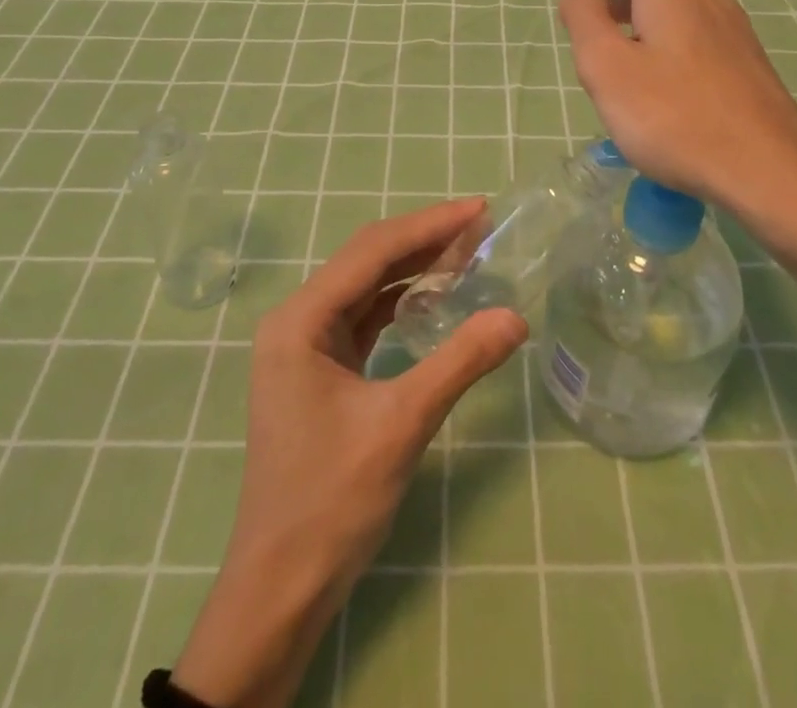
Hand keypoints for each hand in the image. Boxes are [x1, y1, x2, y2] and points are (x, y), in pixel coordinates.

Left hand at [173, 198, 527, 707]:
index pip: (373, 251)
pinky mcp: (319, 369)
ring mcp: (305, 345)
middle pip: (368, 260)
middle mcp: (297, 320)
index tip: (479, 209)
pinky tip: (434, 299)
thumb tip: (516, 316)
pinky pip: (364, 317)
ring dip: (414, 268)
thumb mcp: (401, 425)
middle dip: (424, 240)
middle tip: (481, 227)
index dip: (429, 225)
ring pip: (367, 286)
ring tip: (467, 253)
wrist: (280, 587)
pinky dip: (401, 302)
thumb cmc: (331, 501)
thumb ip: (459, 362)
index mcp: (301, 319)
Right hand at [558, 0, 796, 242]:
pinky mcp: (747, 62)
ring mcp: (733, 29)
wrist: (769, 172)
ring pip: (672, 7)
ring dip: (634, 17)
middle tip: (580, 26)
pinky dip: (661, 39)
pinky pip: (693, 34)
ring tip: (612, 58)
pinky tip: (656, 84)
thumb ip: (584, 17)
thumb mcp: (607, 67)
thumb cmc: (674, 117)